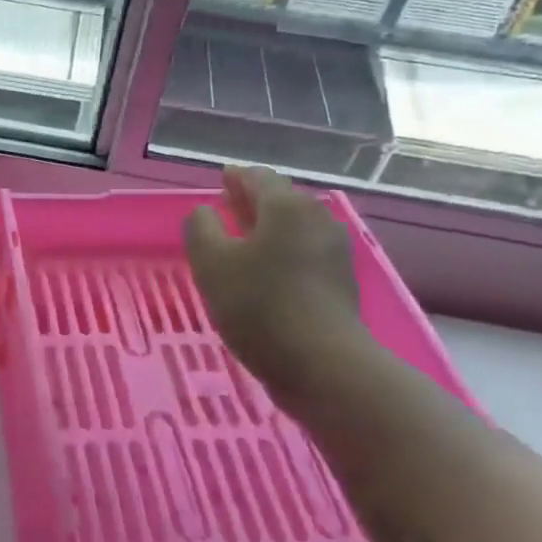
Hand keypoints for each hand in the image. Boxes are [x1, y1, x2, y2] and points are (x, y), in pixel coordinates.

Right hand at [184, 165, 365, 408]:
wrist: (322, 364)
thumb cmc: (259, 306)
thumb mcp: (211, 263)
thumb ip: (200, 228)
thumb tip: (205, 212)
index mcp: (286, 206)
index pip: (258, 178)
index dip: (236, 177)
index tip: (221, 178)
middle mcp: (317, 218)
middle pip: (281, 199)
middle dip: (253, 201)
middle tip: (227, 206)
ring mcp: (335, 250)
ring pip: (294, 227)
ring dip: (268, 227)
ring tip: (243, 240)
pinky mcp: (341, 281)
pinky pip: (305, 252)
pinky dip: (283, 250)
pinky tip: (267, 270)